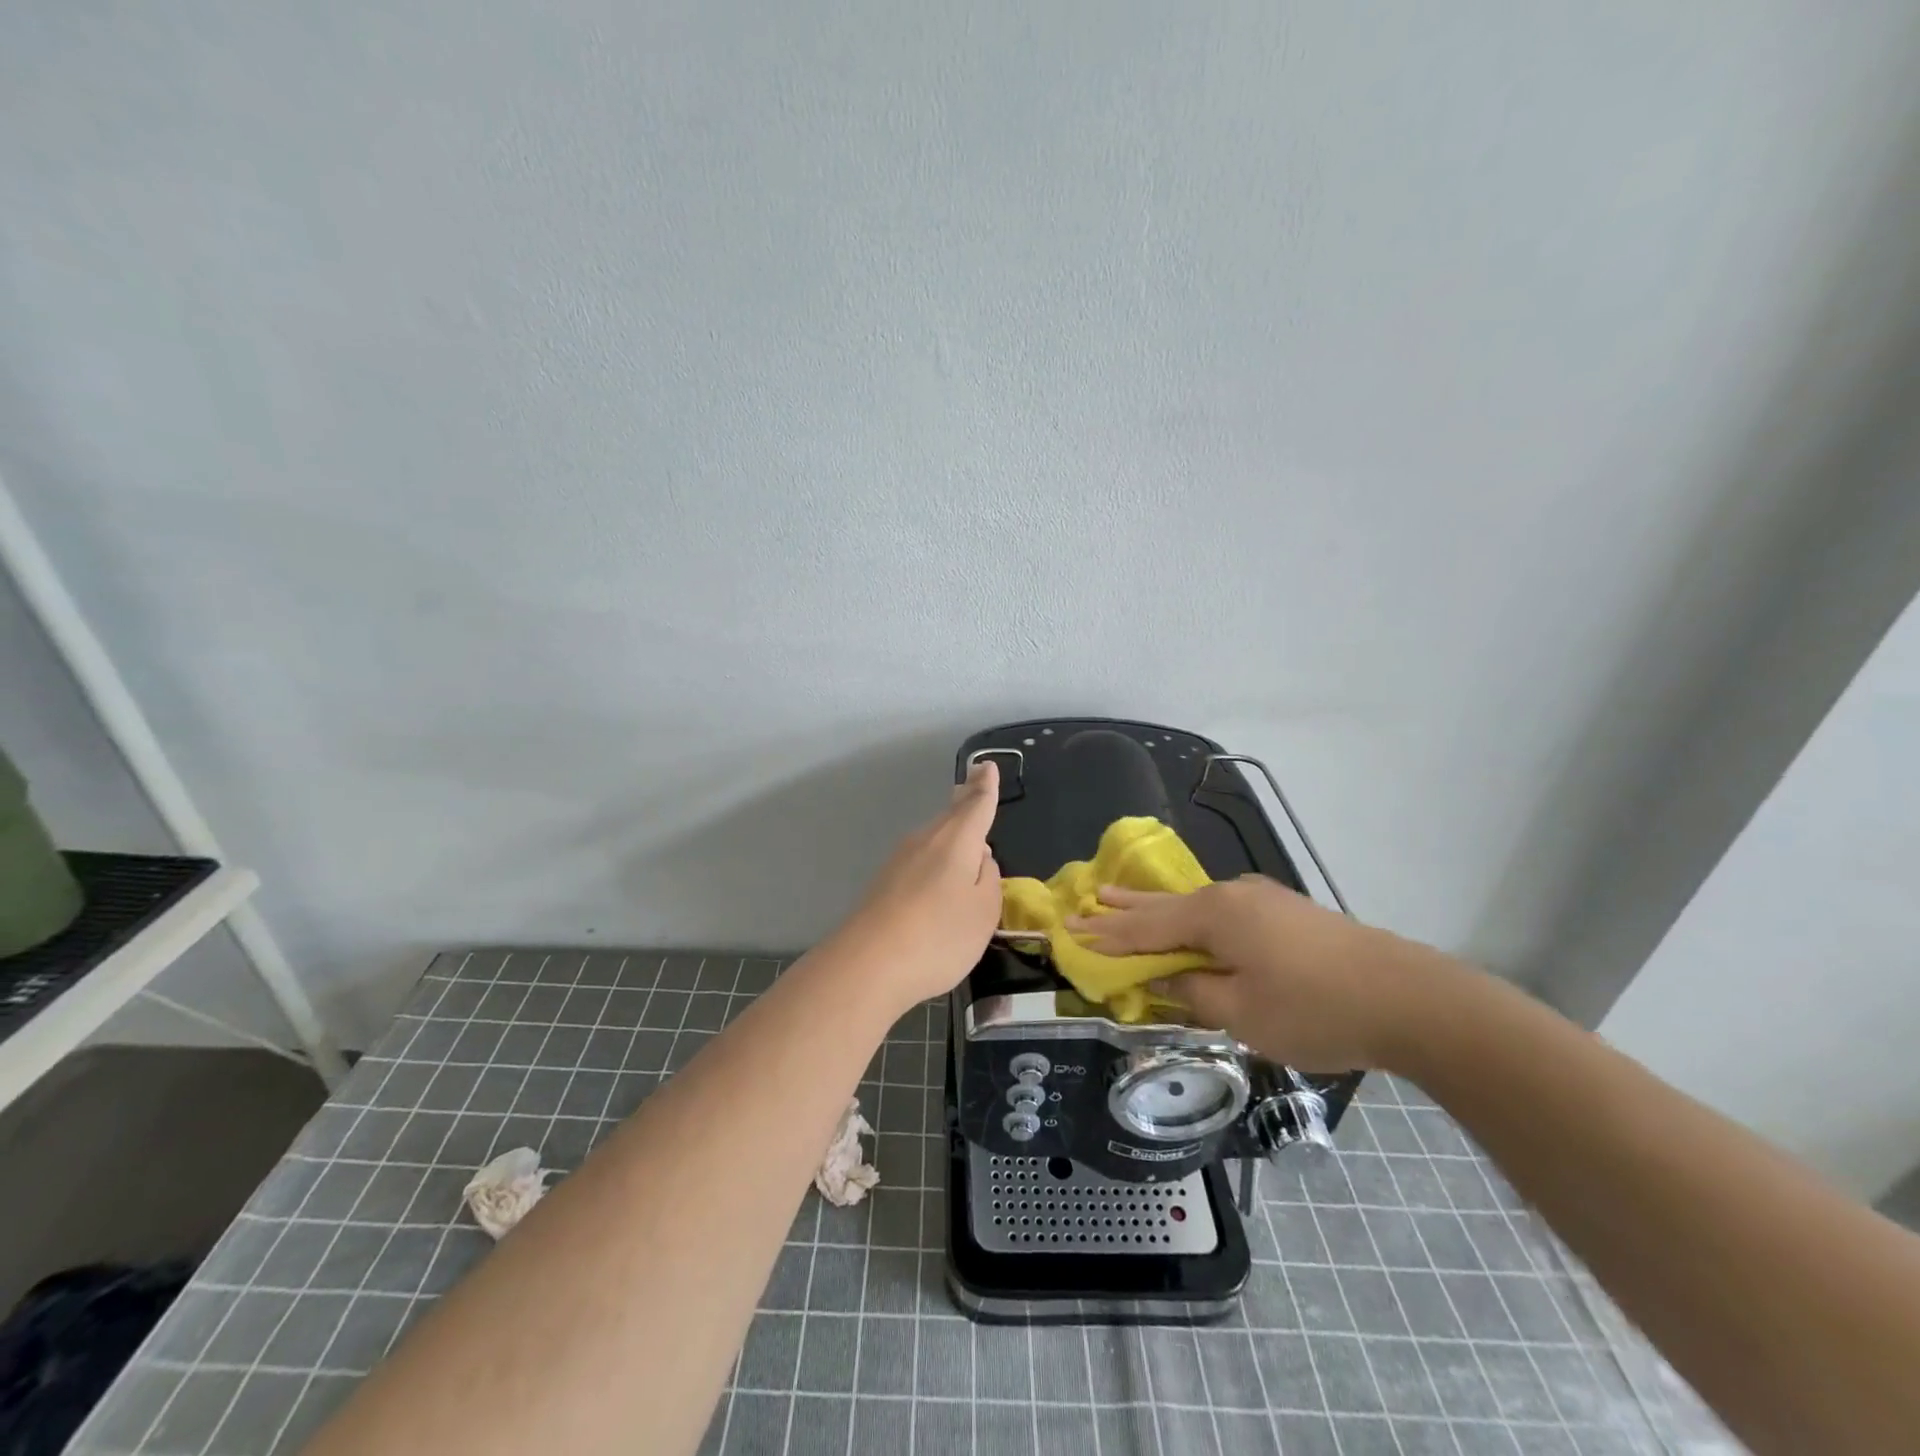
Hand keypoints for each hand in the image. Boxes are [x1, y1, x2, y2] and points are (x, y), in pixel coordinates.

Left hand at [828, 759, 1002, 1012]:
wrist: (868, 965)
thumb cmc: (939, 935)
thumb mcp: (984, 911)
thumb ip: (988, 880)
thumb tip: (980, 859)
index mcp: (956, 840)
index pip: (976, 805)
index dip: (985, 787)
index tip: (986, 765)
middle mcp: (926, 841)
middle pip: (950, 815)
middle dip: (965, 799)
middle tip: (973, 781)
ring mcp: (900, 861)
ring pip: (933, 836)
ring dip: (950, 827)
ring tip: (961, 819)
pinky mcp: (884, 884)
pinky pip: (920, 859)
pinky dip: (935, 855)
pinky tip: (938, 869)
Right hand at [1068, 875, 1450, 1070]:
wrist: (1408, 998)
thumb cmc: (1314, 1008)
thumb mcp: (1241, 1013)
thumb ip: (1194, 993)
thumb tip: (1169, 980)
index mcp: (1213, 915)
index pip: (1145, 927)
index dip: (1107, 934)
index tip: (1071, 930)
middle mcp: (1231, 896)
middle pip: (1165, 904)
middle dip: (1125, 907)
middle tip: (1089, 898)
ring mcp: (1262, 900)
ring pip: (1194, 905)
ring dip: (1157, 908)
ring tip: (1122, 896)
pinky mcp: (1285, 913)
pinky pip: (1222, 912)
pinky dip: (1192, 918)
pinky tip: (1190, 919)